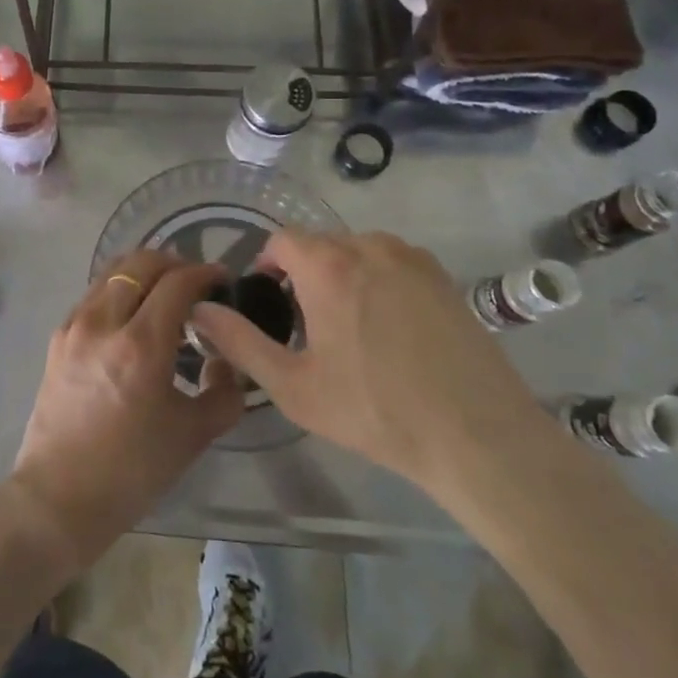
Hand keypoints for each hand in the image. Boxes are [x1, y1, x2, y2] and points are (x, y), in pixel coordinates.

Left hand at [11, 251, 243, 571]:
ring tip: (164, 293)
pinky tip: (133, 316)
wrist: (60, 496)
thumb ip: (223, 392)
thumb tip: (227, 361)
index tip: (222, 279)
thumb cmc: (132, 471)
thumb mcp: (193, 435)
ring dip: (144, 272)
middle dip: (174, 263)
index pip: (177, 282)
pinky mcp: (58, 336)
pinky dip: (119, 290)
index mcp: (141, 345)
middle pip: (141, 263)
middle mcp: (104, 322)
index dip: (204, 273)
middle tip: (195, 282)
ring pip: (113, 272)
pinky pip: (94, 294)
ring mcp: (75, 325)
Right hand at [191, 230, 546, 497]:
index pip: (282, 240)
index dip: (267, 266)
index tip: (270, 303)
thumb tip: (199, 310)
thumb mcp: (293, 386)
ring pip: (357, 252)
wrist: (479, 437)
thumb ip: (238, 341)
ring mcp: (412, 258)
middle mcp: (369, 245)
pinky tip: (391, 331)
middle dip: (304, 275)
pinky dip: (379, 282)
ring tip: (350, 329)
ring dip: (342, 276)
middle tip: (307, 326)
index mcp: (327, 265)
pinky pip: (393, 264)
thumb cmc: (375, 410)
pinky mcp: (444, 277)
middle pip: (320, 245)